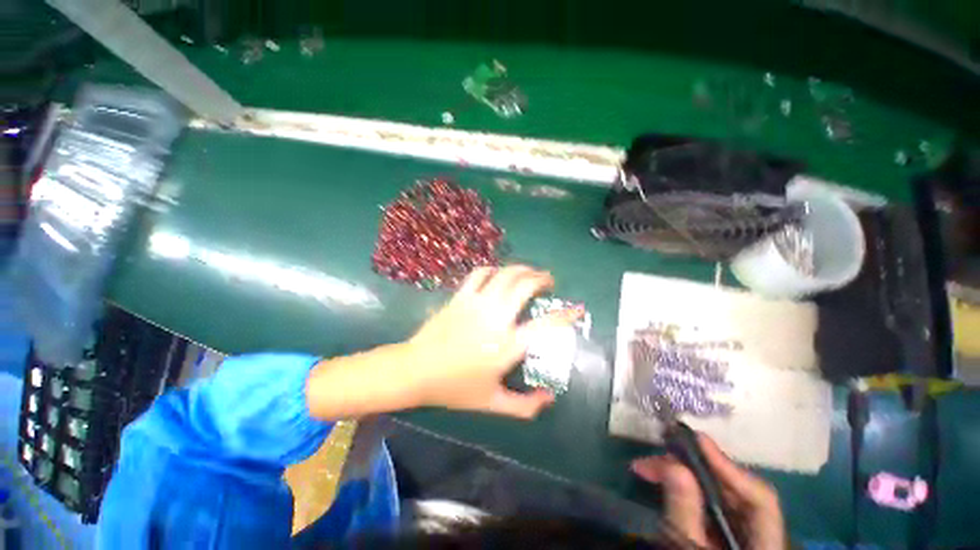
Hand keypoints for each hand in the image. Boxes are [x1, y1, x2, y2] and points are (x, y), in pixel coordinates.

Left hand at [403, 265, 579, 418]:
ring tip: (529, 272)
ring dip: (521, 269)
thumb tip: (549, 399)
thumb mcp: (493, 403)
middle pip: (525, 286)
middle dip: (541, 278)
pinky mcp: (461, 297)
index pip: (545, 325)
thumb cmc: (455, 388)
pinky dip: (493, 269)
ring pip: (505, 274)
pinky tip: (498, 273)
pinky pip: (480, 274)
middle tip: (548, 280)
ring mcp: (477, 303)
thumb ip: (525, 406)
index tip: (577, 308)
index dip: (566, 314)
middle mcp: (496, 318)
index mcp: (508, 345)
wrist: (416, 370)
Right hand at [631, 434, 785, 549]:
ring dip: (686, 477)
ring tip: (650, 467)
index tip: (695, 441)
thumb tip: (673, 464)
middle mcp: (761, 538)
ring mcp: (743, 537)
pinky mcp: (726, 536)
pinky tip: (665, 483)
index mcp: (766, 546)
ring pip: (721, 497)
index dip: (729, 467)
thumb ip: (685, 512)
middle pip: (737, 492)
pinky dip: (687, 492)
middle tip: (655, 456)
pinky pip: (710, 507)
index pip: (761, 499)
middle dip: (695, 468)